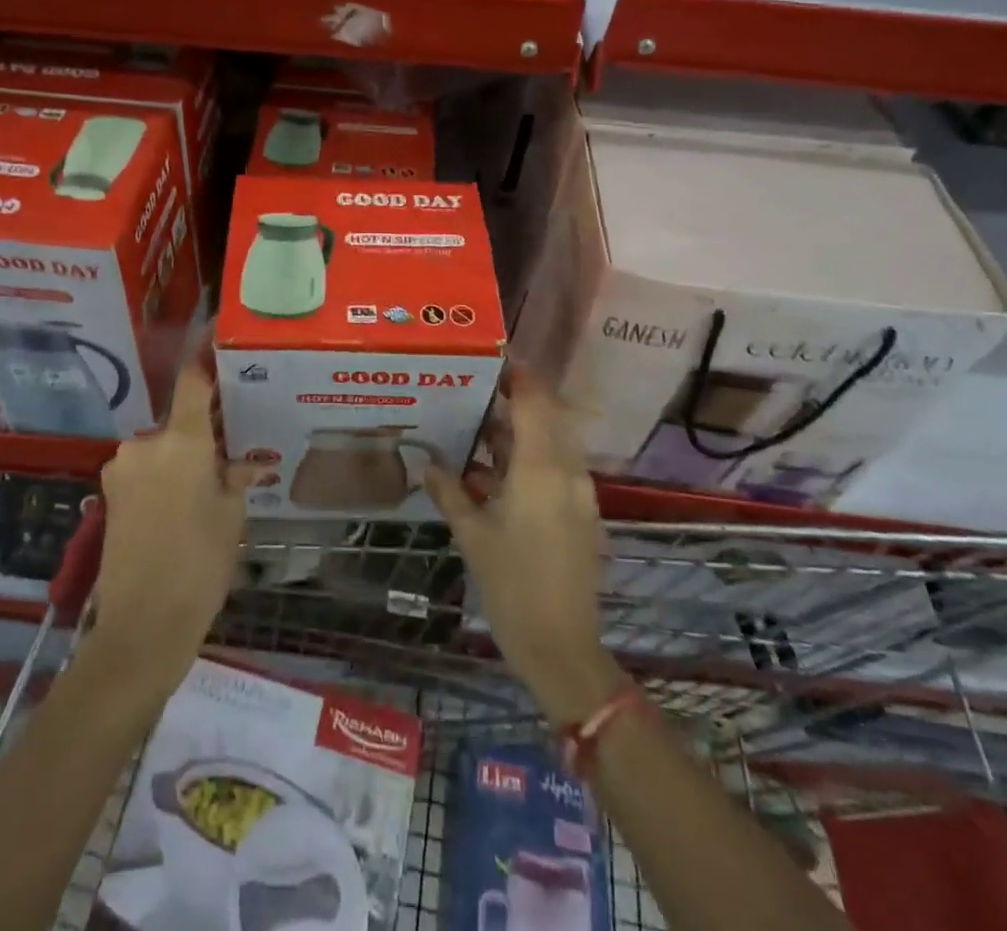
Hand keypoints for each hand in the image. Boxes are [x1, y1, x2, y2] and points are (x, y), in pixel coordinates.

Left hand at [87, 359, 259, 703]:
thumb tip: (245, 463)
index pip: (193, 379)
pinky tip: (182, 504)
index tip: (217, 334)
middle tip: (231, 447)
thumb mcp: (231, 516)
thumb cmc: (200, 565)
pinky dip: (165, 474)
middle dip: (204, 428)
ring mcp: (121, 467)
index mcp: (181, 441)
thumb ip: (236, 476)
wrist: (141, 627)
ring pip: (162, 446)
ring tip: (208, 486)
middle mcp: (145, 443)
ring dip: (183, 455)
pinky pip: (146, 468)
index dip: (205, 353)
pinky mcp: (109, 491)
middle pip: (180, 419)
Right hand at [426, 379, 626, 724]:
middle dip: (516, 398)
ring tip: (478, 425)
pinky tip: (493, 471)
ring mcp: (578, 493)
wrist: (562, 649)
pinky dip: (528, 458)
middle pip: (547, 416)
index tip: (490, 358)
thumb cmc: (513, 586)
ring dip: (520, 430)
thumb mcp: (473, 536)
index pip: (535, 401)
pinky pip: (555, 468)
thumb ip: (450, 492)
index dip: (517, 374)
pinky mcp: (579, 513)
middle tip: (476, 388)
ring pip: (551, 442)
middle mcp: (567, 471)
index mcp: (542, 469)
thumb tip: (426, 463)